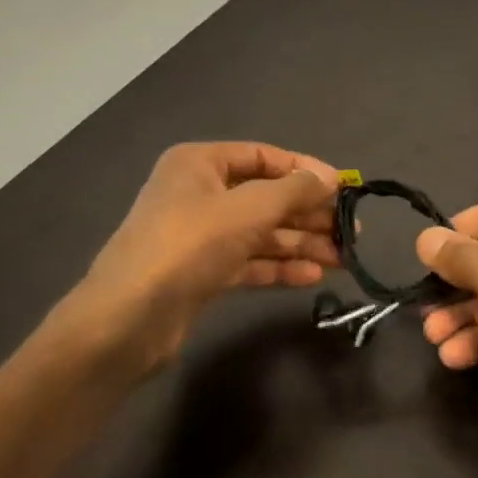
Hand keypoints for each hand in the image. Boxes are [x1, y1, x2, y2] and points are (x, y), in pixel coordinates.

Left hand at [61, 142, 339, 377]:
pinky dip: (279, 266)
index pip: (264, 156)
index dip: (305, 170)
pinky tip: (312, 277)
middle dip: (308, 214)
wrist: (127, 321)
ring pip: (260, 232)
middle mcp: (199, 193)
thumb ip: (293, 191)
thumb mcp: (248, 209)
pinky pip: (249, 261)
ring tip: (343, 258)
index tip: (344, 188)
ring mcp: (199, 235)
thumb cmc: (188, 246)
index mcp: (200, 163)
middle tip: (350, 231)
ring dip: (301, 243)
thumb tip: (330, 177)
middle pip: (265, 197)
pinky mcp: (201, 273)